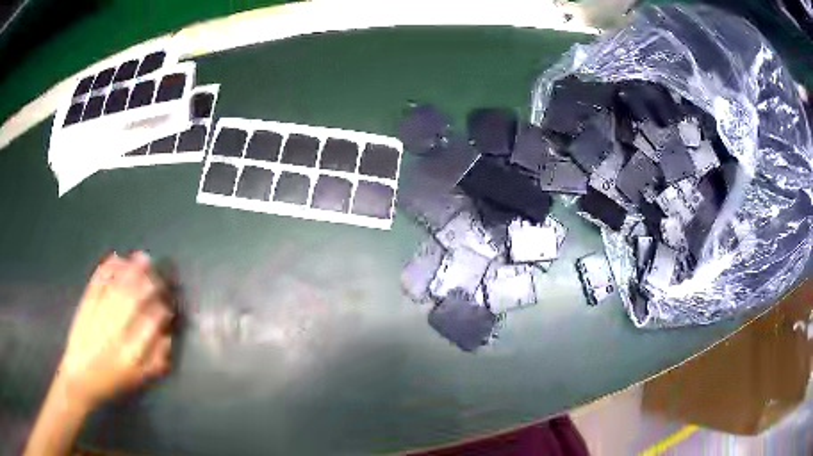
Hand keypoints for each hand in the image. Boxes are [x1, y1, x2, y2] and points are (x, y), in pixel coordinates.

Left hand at [55, 251, 173, 412]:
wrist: (80, 380)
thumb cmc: (112, 383)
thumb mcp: (138, 381)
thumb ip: (156, 362)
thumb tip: (168, 337)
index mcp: (132, 355)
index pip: (152, 322)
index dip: (162, 308)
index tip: (168, 301)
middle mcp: (115, 333)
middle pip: (134, 300)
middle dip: (149, 282)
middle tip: (159, 272)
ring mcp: (98, 317)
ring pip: (116, 288)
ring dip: (130, 271)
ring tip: (142, 258)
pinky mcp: (84, 307)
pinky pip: (96, 284)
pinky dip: (105, 270)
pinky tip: (115, 258)